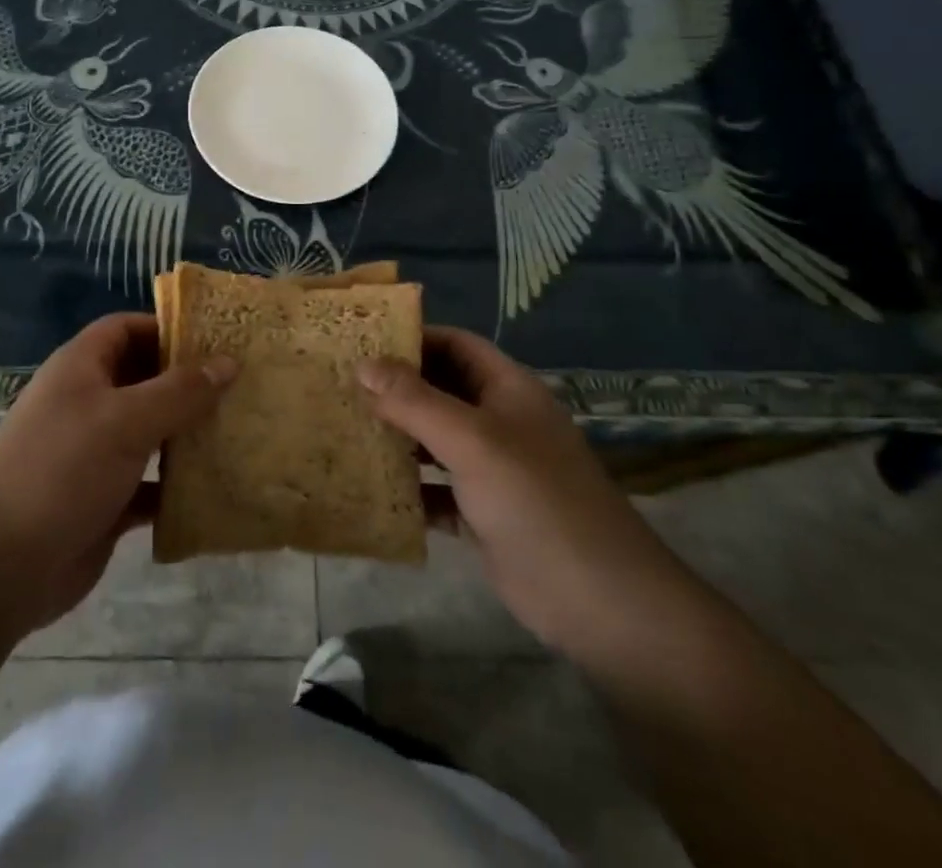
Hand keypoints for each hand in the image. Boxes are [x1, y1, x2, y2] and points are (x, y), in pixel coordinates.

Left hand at [0, 313, 235, 633]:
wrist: (0, 566)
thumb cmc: (63, 469)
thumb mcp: (126, 420)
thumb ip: (180, 391)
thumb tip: (228, 362)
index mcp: (81, 368)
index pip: (127, 328)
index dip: (168, 328)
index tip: (217, 339)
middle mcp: (87, 403)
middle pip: (144, 379)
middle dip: (188, 383)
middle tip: (241, 386)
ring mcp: (94, 453)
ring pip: (150, 432)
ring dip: (187, 434)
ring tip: (239, 431)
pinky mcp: (104, 499)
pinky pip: (150, 483)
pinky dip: (177, 486)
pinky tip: (215, 489)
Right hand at [359, 327, 686, 653]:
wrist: (601, 603)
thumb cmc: (536, 500)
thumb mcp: (471, 440)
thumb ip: (415, 401)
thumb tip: (362, 364)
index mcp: (507, 389)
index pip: (455, 345)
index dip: (412, 339)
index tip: (361, 342)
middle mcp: (500, 422)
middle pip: (441, 390)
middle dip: (395, 388)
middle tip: (340, 386)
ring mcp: (493, 470)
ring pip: (435, 440)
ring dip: (397, 436)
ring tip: (345, 430)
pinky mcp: (484, 514)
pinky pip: (436, 490)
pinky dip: (408, 488)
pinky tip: (371, 489)